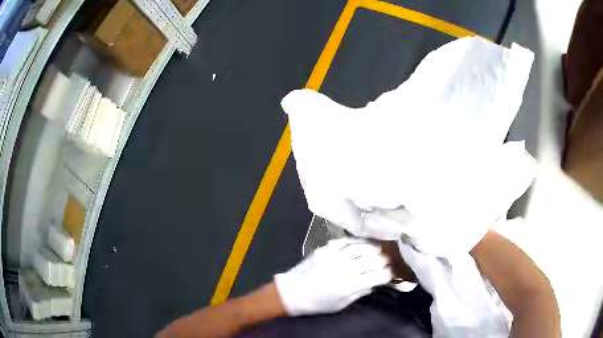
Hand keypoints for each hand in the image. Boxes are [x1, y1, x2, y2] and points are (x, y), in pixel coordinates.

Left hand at [274, 238, 391, 315]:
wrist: (292, 293)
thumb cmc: (318, 303)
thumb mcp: (342, 304)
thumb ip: (360, 292)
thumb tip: (374, 282)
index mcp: (350, 285)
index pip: (378, 275)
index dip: (387, 274)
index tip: (389, 274)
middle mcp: (345, 268)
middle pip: (373, 259)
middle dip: (383, 260)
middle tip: (385, 262)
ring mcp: (334, 256)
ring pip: (361, 247)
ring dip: (373, 248)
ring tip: (377, 250)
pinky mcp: (325, 249)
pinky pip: (345, 241)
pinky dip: (356, 242)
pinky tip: (361, 244)